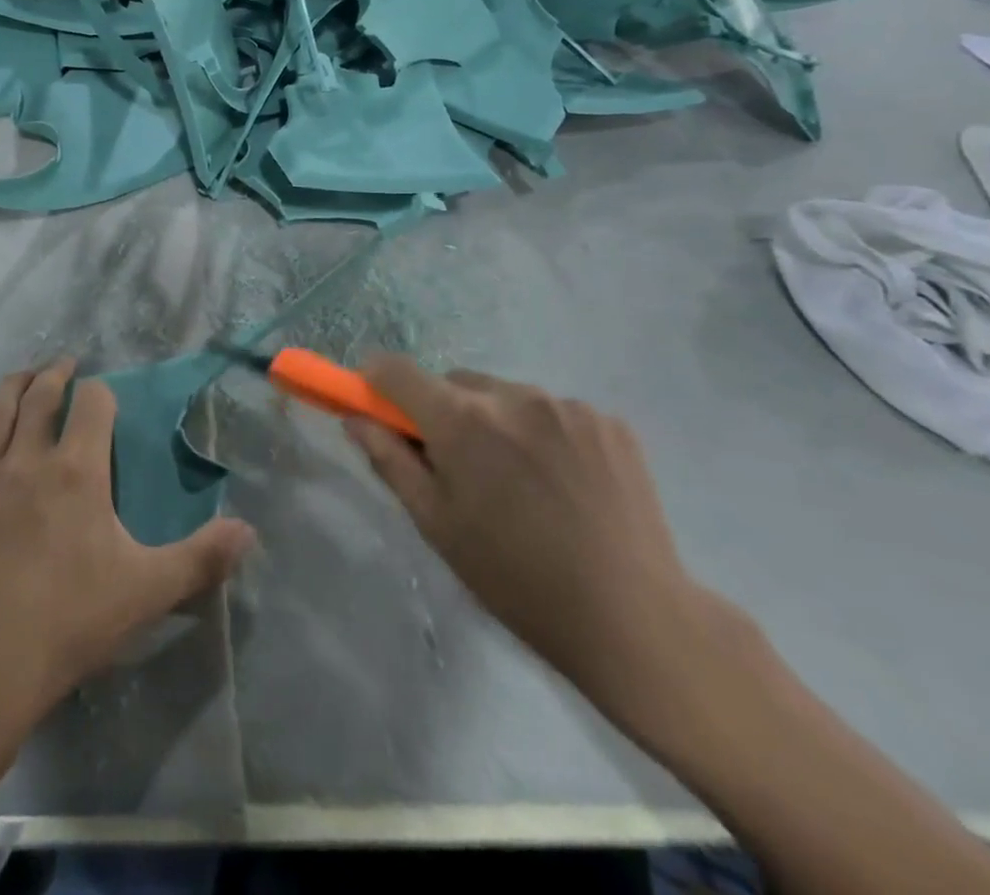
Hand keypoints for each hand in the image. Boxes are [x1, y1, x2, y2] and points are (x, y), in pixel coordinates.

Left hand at [0, 359, 254, 746]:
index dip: (101, 392)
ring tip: (23, 376)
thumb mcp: (146, 592)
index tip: (104, 396)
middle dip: (56, 375)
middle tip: (64, 366)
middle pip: (41, 395)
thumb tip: (249, 530)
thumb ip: (200, 558)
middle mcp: (28, 459)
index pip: (92, 402)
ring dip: (12, 384)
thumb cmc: (67, 624)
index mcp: (77, 471)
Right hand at [348, 358, 710, 720]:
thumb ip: (389, 460)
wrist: (635, 619)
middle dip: (445, 412)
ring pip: (506, 396)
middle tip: (461, 467)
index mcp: (463, 420)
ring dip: (497, 422)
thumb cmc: (516, 579)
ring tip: (522, 483)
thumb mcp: (437, 524)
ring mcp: (566, 405)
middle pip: (455, 383)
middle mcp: (512, 395)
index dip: (377, 380)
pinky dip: (544, 434)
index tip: (375, 401)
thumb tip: (355, 418)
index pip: (398, 371)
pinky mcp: (608, 421)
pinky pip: (554, 412)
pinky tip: (564, 484)